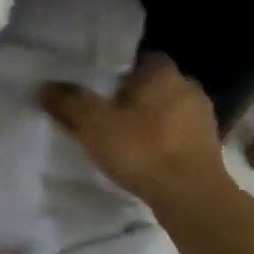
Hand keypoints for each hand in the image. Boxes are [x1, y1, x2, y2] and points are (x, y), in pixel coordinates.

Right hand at [39, 53, 231, 214]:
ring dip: (150, 121)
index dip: (119, 70)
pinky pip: (179, 135)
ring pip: (168, 110)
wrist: (191, 196)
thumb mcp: (93, 124)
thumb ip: (68, 102)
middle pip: (154, 85)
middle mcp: (188, 87)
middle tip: (106, 113)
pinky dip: (163, 142)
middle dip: (133, 97)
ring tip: (124, 138)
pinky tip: (146, 158)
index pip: (141, 57)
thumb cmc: (142, 149)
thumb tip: (43, 87)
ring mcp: (203, 118)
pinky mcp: (210, 147)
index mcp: (162, 72)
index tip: (100, 87)